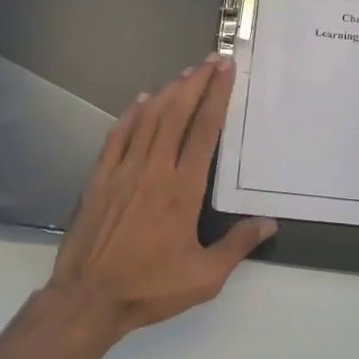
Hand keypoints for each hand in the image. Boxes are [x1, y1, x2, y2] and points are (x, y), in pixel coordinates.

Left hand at [47, 56, 276, 339]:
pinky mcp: (100, 177)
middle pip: (177, 114)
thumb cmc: (150, 287)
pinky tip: (142, 100)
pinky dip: (131, 114)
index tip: (226, 71)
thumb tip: (269, 223)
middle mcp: (155, 170)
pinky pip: (118, 135)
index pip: (205, 130)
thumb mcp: (205, 277)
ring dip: (168, 92)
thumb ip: (238, 246)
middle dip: (196, 83)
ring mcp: (124, 170)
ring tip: (185, 74)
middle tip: (212, 60)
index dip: (217, 96)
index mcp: (183, 189)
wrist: (89, 298)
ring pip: (149, 119)